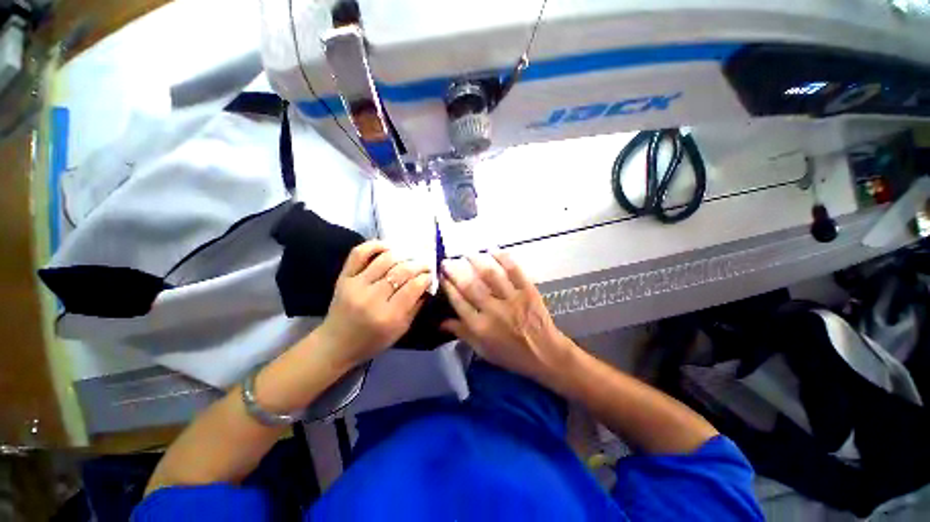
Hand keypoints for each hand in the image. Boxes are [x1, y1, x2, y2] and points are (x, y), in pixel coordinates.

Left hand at [317, 241, 432, 367]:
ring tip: (409, 258)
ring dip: (402, 255)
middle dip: (418, 266)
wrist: (336, 344)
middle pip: (401, 272)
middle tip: (424, 265)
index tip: (430, 275)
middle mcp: (372, 298)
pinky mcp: (343, 277)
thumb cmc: (373, 340)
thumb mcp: (401, 329)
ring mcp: (356, 285)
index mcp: (388, 316)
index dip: (425, 277)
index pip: (413, 287)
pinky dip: (375, 245)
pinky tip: (388, 247)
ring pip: (385, 260)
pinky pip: (359, 254)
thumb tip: (427, 284)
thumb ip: (416, 306)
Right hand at [440, 252, 574, 381]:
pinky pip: (514, 271)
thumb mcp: (483, 350)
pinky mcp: (527, 291)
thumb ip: (462, 333)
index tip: (441, 276)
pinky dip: (503, 258)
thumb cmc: (511, 355)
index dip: (448, 287)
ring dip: (476, 261)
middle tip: (447, 261)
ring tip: (467, 254)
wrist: (545, 354)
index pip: (458, 302)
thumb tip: (441, 322)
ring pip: (490, 275)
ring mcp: (512, 299)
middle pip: (470, 286)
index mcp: (480, 327)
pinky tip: (493, 249)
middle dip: (456, 271)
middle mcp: (493, 311)